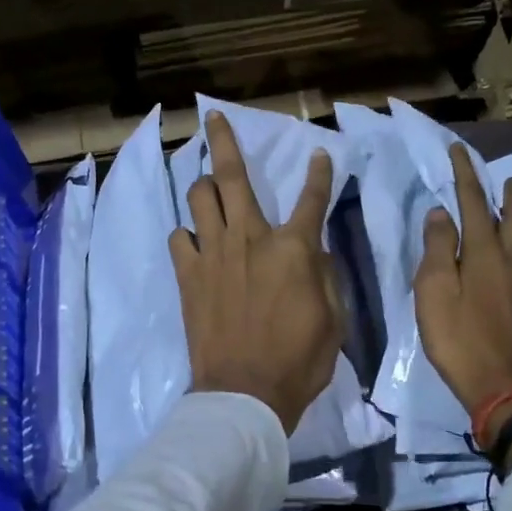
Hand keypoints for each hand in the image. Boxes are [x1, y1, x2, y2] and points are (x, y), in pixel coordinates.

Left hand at [171, 112, 344, 433]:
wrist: (244, 392)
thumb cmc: (298, 360)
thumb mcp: (333, 318)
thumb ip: (323, 275)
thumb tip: (313, 250)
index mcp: (292, 248)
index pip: (311, 198)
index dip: (318, 174)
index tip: (319, 154)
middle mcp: (249, 238)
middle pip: (231, 177)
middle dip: (223, 141)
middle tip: (213, 118)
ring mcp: (212, 254)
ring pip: (198, 199)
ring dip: (204, 186)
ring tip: (207, 185)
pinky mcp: (188, 275)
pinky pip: (179, 239)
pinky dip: (187, 234)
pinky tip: (194, 241)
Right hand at [413, 143, 511, 438]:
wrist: (503, 388)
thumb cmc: (458, 339)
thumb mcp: (433, 292)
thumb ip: (438, 249)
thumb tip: (441, 213)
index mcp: (485, 254)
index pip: (474, 203)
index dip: (465, 175)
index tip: (459, 151)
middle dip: (508, 195)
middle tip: (507, 179)